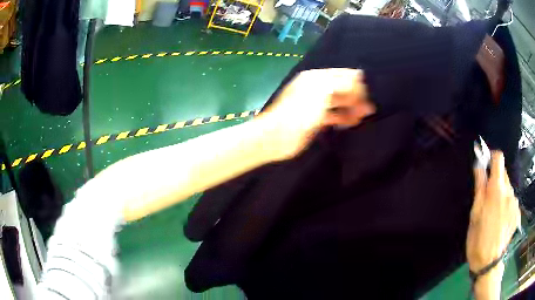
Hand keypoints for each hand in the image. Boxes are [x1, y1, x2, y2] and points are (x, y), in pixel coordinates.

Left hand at [257, 68, 375, 160]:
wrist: (278, 136)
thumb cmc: (301, 111)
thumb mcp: (323, 91)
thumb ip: (342, 83)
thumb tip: (359, 75)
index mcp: (317, 78)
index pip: (342, 75)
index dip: (356, 83)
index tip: (368, 94)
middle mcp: (317, 89)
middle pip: (342, 89)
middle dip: (356, 97)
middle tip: (369, 109)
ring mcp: (316, 105)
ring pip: (339, 103)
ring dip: (352, 108)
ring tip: (363, 116)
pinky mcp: (316, 120)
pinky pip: (334, 116)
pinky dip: (344, 118)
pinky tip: (352, 123)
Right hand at [466, 151, 520, 272]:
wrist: (489, 262)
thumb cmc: (478, 239)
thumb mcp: (475, 214)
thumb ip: (479, 187)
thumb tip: (479, 165)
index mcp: (497, 189)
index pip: (498, 158)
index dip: (492, 156)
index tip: (486, 162)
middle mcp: (509, 191)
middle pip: (503, 174)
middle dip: (495, 180)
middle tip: (487, 198)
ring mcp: (515, 202)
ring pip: (508, 189)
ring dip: (501, 194)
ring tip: (494, 214)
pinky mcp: (517, 212)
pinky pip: (511, 201)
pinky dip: (506, 205)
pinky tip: (501, 220)